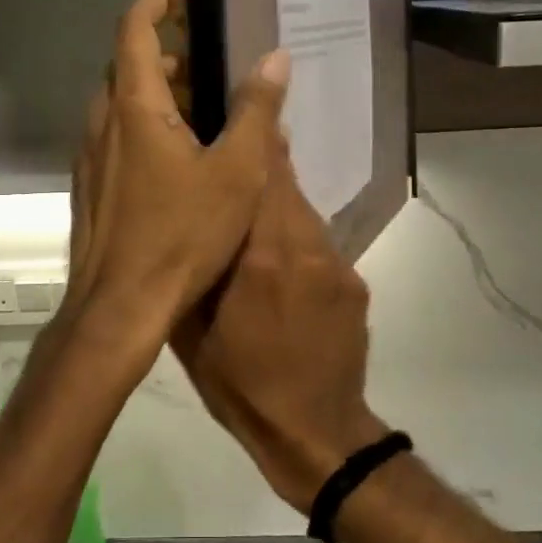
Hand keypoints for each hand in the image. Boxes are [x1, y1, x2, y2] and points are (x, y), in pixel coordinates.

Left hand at [60, 0, 289, 377]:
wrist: (119, 306)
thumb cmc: (180, 236)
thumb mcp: (236, 173)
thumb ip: (256, 111)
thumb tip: (275, 58)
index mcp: (133, 106)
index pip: (135, 27)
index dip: (159, 0)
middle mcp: (101, 122)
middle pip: (129, 65)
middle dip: (170, 54)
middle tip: (214, 67)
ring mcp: (89, 157)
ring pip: (121, 105)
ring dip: (158, 96)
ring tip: (205, 115)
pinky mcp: (89, 187)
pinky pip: (116, 138)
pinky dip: (144, 129)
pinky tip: (179, 164)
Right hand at [172, 145, 390, 512]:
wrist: (316, 432)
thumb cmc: (242, 386)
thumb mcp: (193, 331)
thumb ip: (193, 269)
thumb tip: (188, 224)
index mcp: (263, 257)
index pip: (261, 176)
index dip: (253, 138)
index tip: (237, 110)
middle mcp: (306, 248)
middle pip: (284, 185)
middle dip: (260, 165)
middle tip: (231, 156)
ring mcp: (336, 264)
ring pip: (302, 212)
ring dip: (275, 203)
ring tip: (247, 209)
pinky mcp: (353, 282)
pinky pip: (318, 243)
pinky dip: (294, 239)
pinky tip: (277, 263)